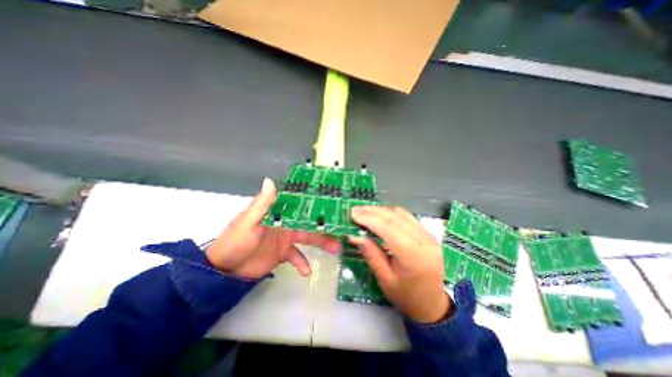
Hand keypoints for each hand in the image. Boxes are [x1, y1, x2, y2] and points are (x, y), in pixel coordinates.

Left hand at [205, 178, 339, 279]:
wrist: (225, 270)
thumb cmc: (235, 242)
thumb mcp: (248, 222)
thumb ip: (261, 204)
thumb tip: (270, 180)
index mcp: (278, 212)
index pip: (298, 204)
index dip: (314, 202)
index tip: (332, 201)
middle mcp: (285, 222)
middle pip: (309, 221)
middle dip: (324, 225)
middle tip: (340, 228)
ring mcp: (286, 238)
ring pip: (308, 238)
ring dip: (322, 243)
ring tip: (335, 248)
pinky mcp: (284, 253)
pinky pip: (298, 256)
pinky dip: (303, 262)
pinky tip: (306, 271)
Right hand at [346, 206, 451, 323]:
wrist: (432, 304)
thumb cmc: (406, 296)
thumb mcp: (384, 279)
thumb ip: (371, 254)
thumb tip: (354, 235)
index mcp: (413, 257)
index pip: (388, 229)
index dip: (369, 219)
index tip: (353, 213)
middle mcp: (424, 242)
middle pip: (395, 218)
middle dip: (373, 212)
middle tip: (355, 210)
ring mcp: (429, 236)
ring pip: (401, 214)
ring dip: (381, 211)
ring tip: (365, 211)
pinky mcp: (429, 234)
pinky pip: (408, 217)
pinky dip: (392, 213)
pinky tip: (381, 215)